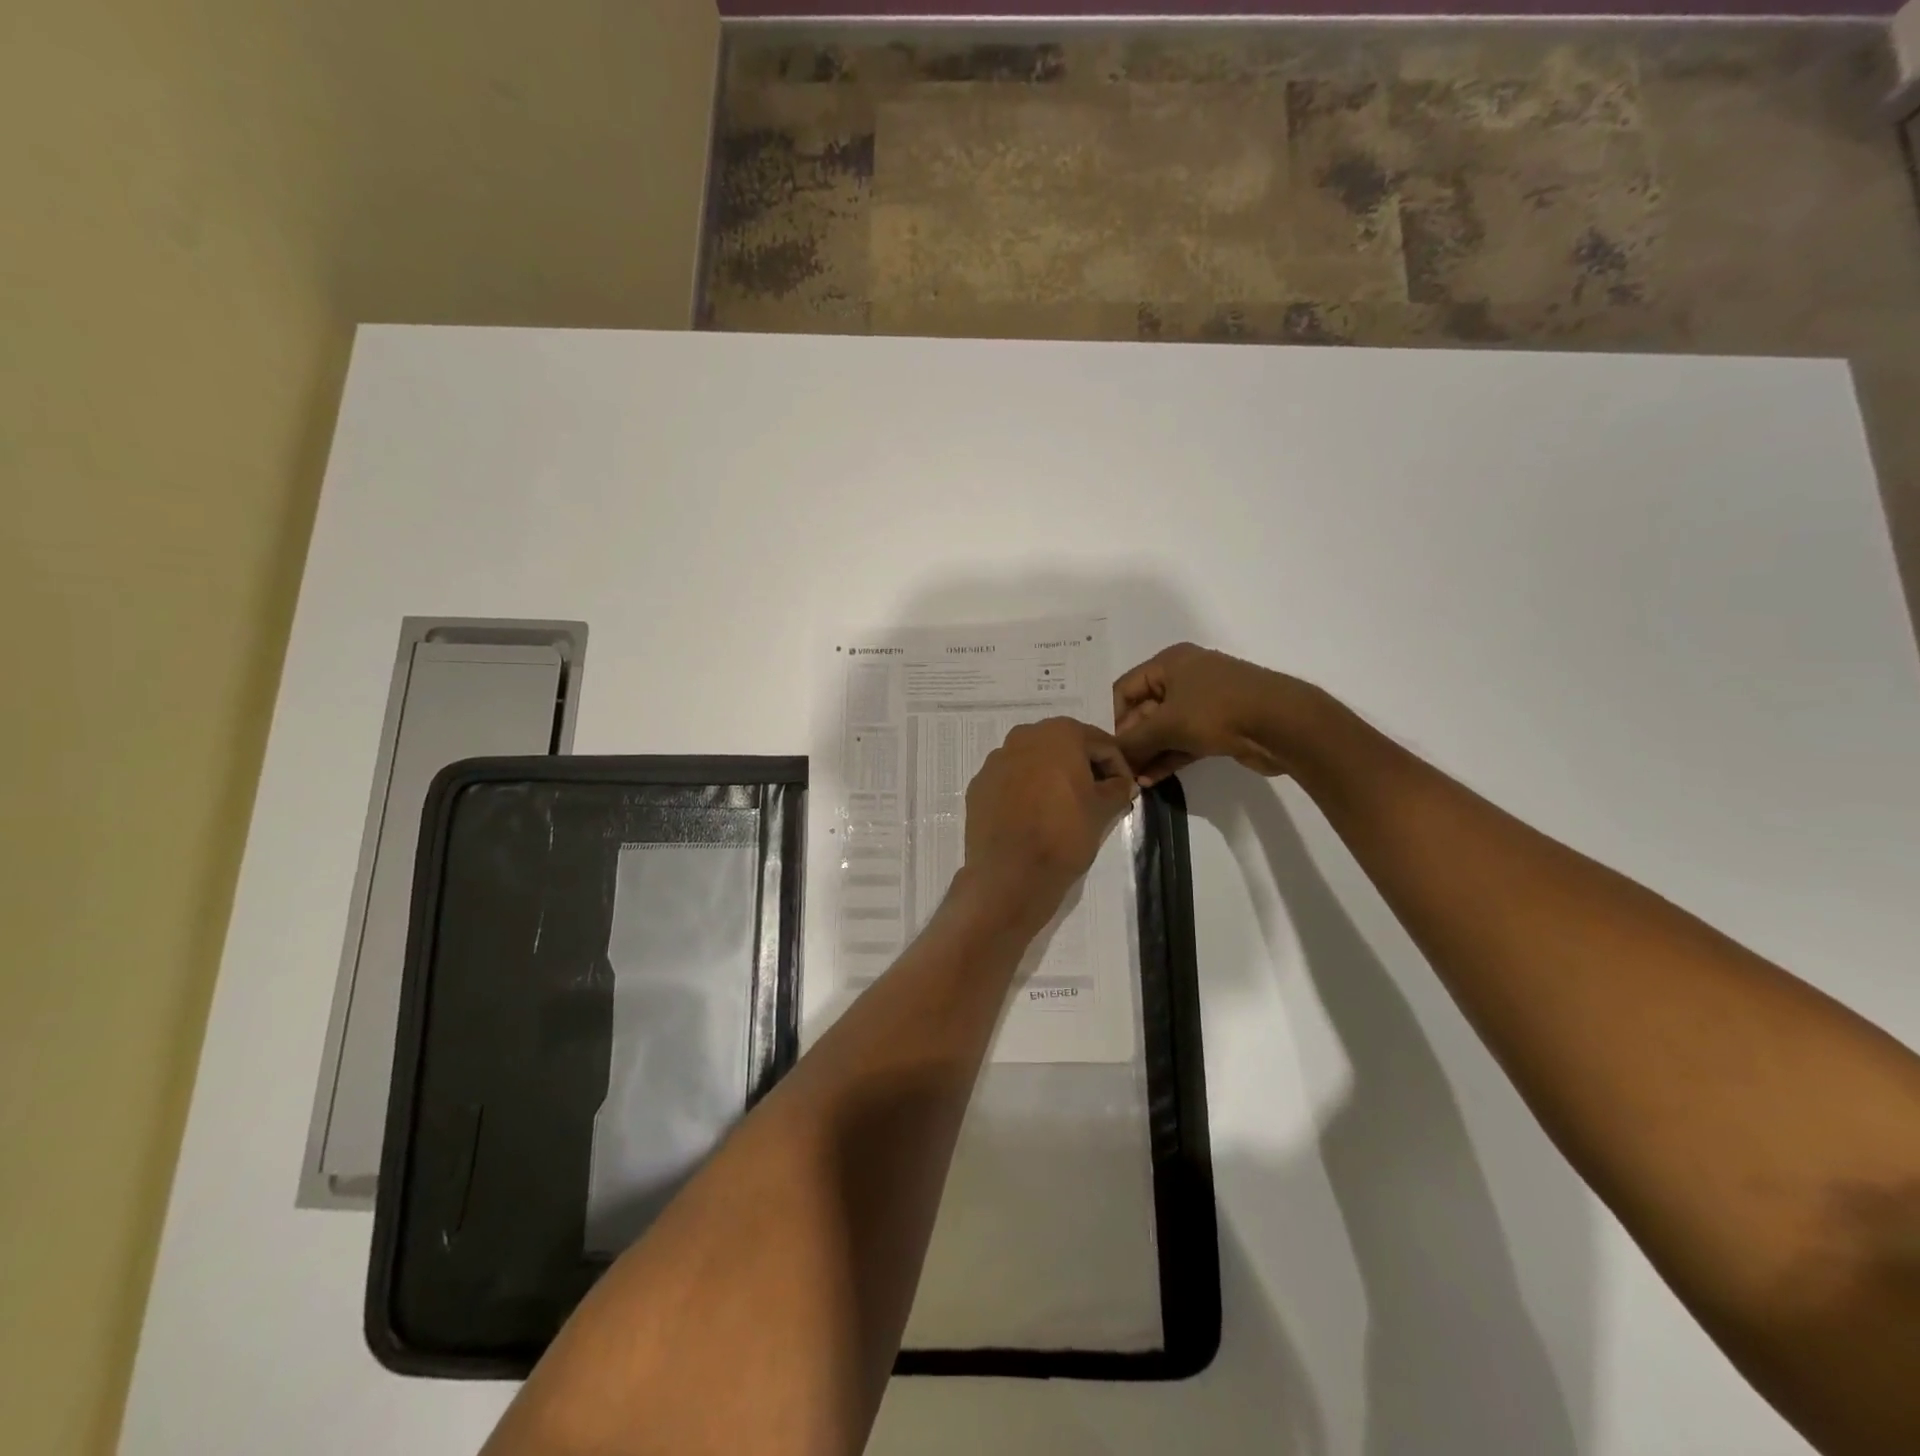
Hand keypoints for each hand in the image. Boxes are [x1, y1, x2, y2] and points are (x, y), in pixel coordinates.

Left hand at [962, 718, 1137, 930]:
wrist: (1010, 873)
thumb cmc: (1064, 833)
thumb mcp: (1103, 810)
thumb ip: (1118, 788)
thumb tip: (1123, 784)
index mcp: (1059, 733)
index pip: (1100, 744)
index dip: (1117, 767)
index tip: (1125, 791)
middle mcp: (1023, 736)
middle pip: (1064, 747)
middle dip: (1083, 767)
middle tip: (1097, 796)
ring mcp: (995, 760)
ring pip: (1034, 762)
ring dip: (1052, 777)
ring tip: (1064, 807)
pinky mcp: (978, 785)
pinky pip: (1010, 781)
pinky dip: (1025, 791)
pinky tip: (1033, 816)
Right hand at [1113, 643, 1303, 785]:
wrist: (1282, 724)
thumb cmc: (1217, 710)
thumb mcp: (1167, 723)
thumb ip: (1134, 740)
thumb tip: (1113, 756)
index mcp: (1170, 663)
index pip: (1125, 688)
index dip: (1112, 718)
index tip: (1105, 747)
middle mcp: (1185, 677)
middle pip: (1144, 710)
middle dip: (1131, 740)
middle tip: (1118, 769)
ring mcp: (1204, 702)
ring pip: (1165, 729)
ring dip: (1149, 753)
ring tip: (1133, 780)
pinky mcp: (1218, 726)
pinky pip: (1184, 741)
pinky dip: (1168, 758)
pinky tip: (1152, 780)